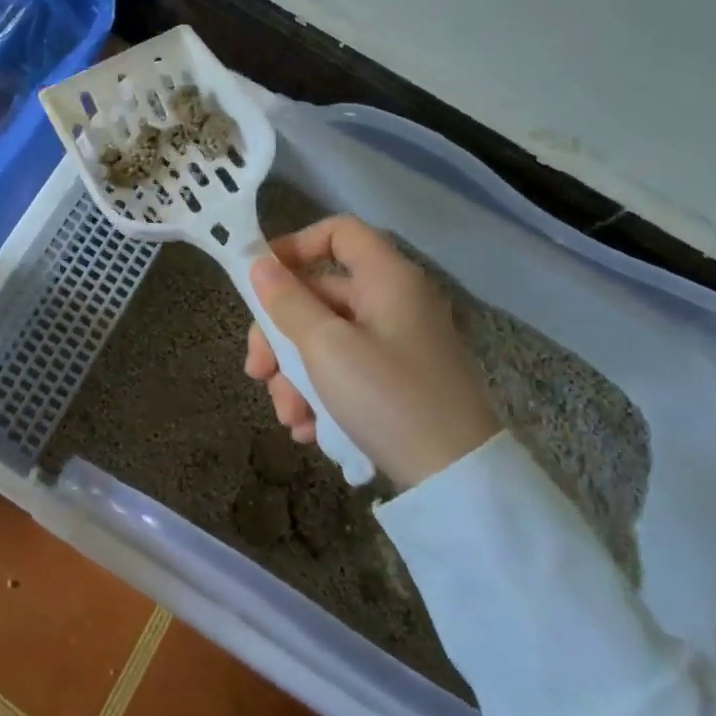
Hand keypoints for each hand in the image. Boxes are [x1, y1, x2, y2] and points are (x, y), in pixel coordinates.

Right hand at [244, 215, 499, 490]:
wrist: (459, 482)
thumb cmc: (388, 398)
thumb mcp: (326, 348)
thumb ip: (288, 303)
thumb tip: (259, 265)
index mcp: (387, 279)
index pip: (339, 232)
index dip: (296, 246)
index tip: (261, 280)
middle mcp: (394, 302)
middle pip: (321, 295)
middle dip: (280, 335)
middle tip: (256, 372)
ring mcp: (398, 344)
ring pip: (327, 339)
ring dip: (295, 374)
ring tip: (288, 416)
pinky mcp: (399, 382)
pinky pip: (347, 370)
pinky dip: (321, 393)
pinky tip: (308, 429)